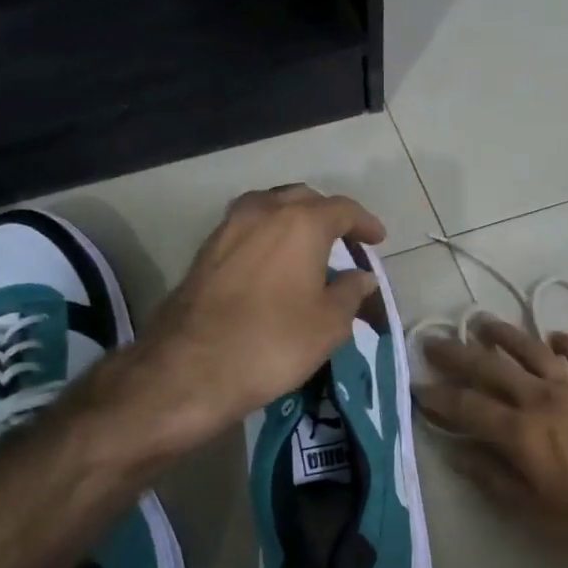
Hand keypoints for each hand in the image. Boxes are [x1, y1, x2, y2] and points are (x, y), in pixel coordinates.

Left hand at [133, 185, 385, 446]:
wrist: (190, 368)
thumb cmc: (273, 342)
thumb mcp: (328, 325)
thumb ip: (349, 293)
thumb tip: (361, 277)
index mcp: (301, 223)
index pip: (342, 209)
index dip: (364, 223)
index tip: (377, 239)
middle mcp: (263, 212)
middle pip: (303, 199)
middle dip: (327, 214)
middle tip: (344, 239)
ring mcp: (228, 228)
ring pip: (269, 208)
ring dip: (292, 220)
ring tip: (307, 246)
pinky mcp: (204, 251)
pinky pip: (246, 229)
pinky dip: (266, 236)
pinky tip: (272, 262)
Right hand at [415, 318, 567, 560]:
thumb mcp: (534, 511)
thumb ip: (493, 479)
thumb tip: (458, 454)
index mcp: (520, 432)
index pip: (466, 406)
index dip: (437, 396)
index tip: (416, 386)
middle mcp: (541, 398)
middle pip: (490, 367)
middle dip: (457, 353)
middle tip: (433, 341)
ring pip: (531, 349)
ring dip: (503, 334)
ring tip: (481, 322)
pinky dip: (565, 343)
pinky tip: (553, 337)